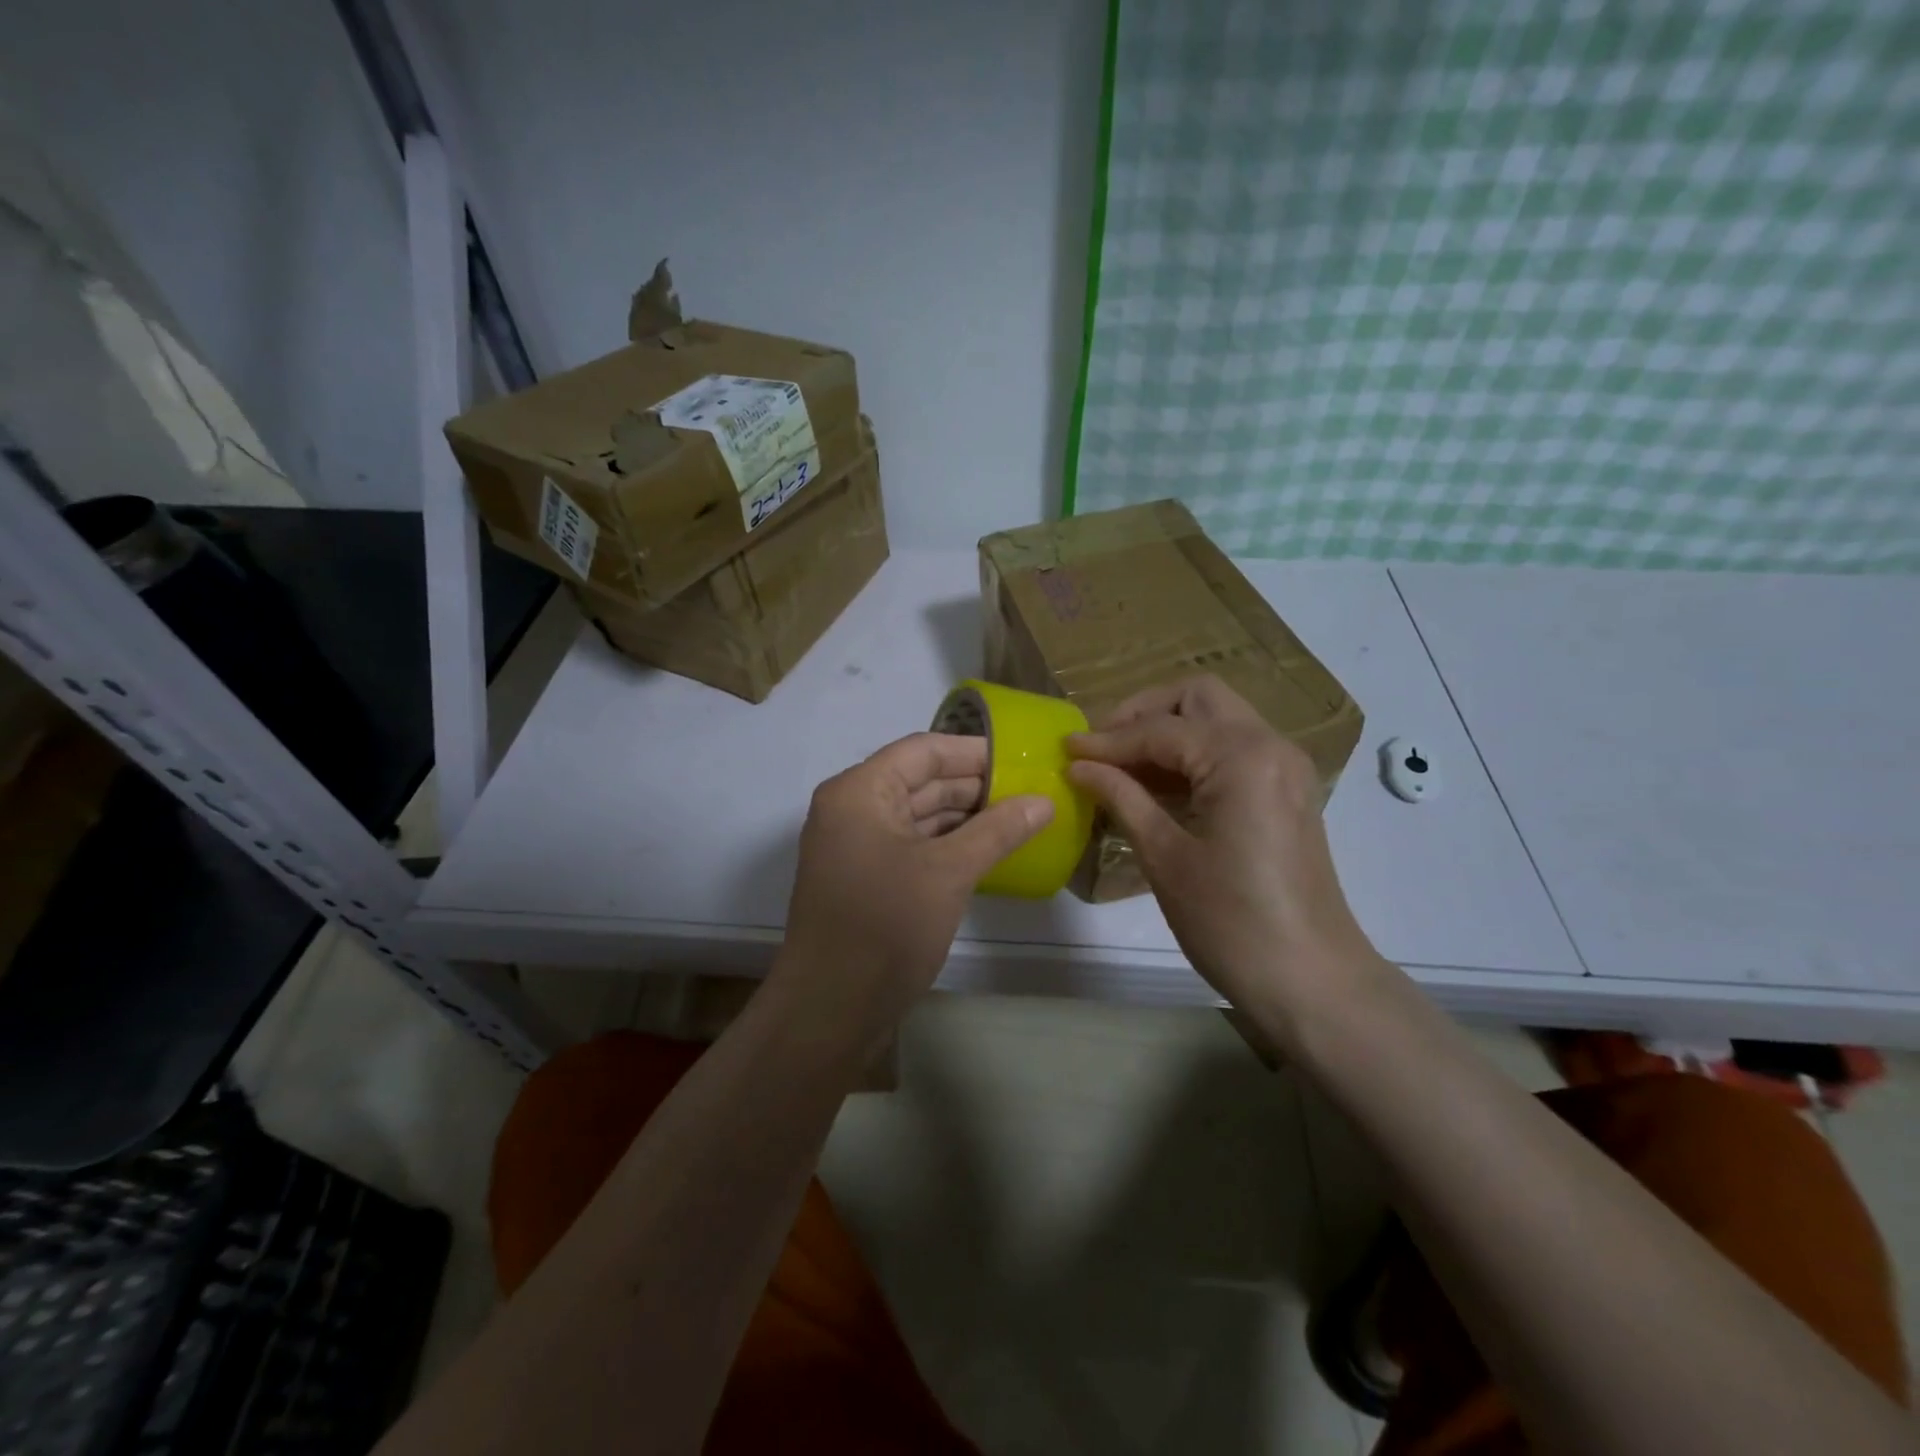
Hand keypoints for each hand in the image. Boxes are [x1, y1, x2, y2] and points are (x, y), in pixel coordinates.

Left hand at [779, 732, 1051, 1033]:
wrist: (830, 1010)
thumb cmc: (886, 926)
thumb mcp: (948, 872)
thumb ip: (997, 830)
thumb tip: (1044, 801)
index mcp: (860, 791)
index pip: (923, 751)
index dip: (974, 752)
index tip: (1022, 759)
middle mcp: (853, 810)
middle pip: (920, 781)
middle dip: (974, 786)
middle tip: (1031, 791)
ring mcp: (857, 848)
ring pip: (918, 816)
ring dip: (965, 817)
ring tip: (1020, 818)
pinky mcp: (867, 881)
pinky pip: (913, 847)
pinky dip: (948, 846)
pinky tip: (989, 851)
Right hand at [1067, 676, 1377, 1021]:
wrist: (1312, 981)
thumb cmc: (1231, 922)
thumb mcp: (1165, 856)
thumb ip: (1121, 797)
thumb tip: (1078, 766)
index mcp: (1241, 757)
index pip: (1160, 729)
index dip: (1107, 740)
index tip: (1064, 750)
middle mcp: (1270, 745)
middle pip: (1198, 698)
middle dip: (1144, 713)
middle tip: (1101, 746)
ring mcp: (1285, 767)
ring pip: (1218, 720)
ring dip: (1168, 732)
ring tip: (1119, 766)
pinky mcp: (1286, 791)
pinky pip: (1233, 749)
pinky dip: (1192, 754)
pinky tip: (1156, 785)